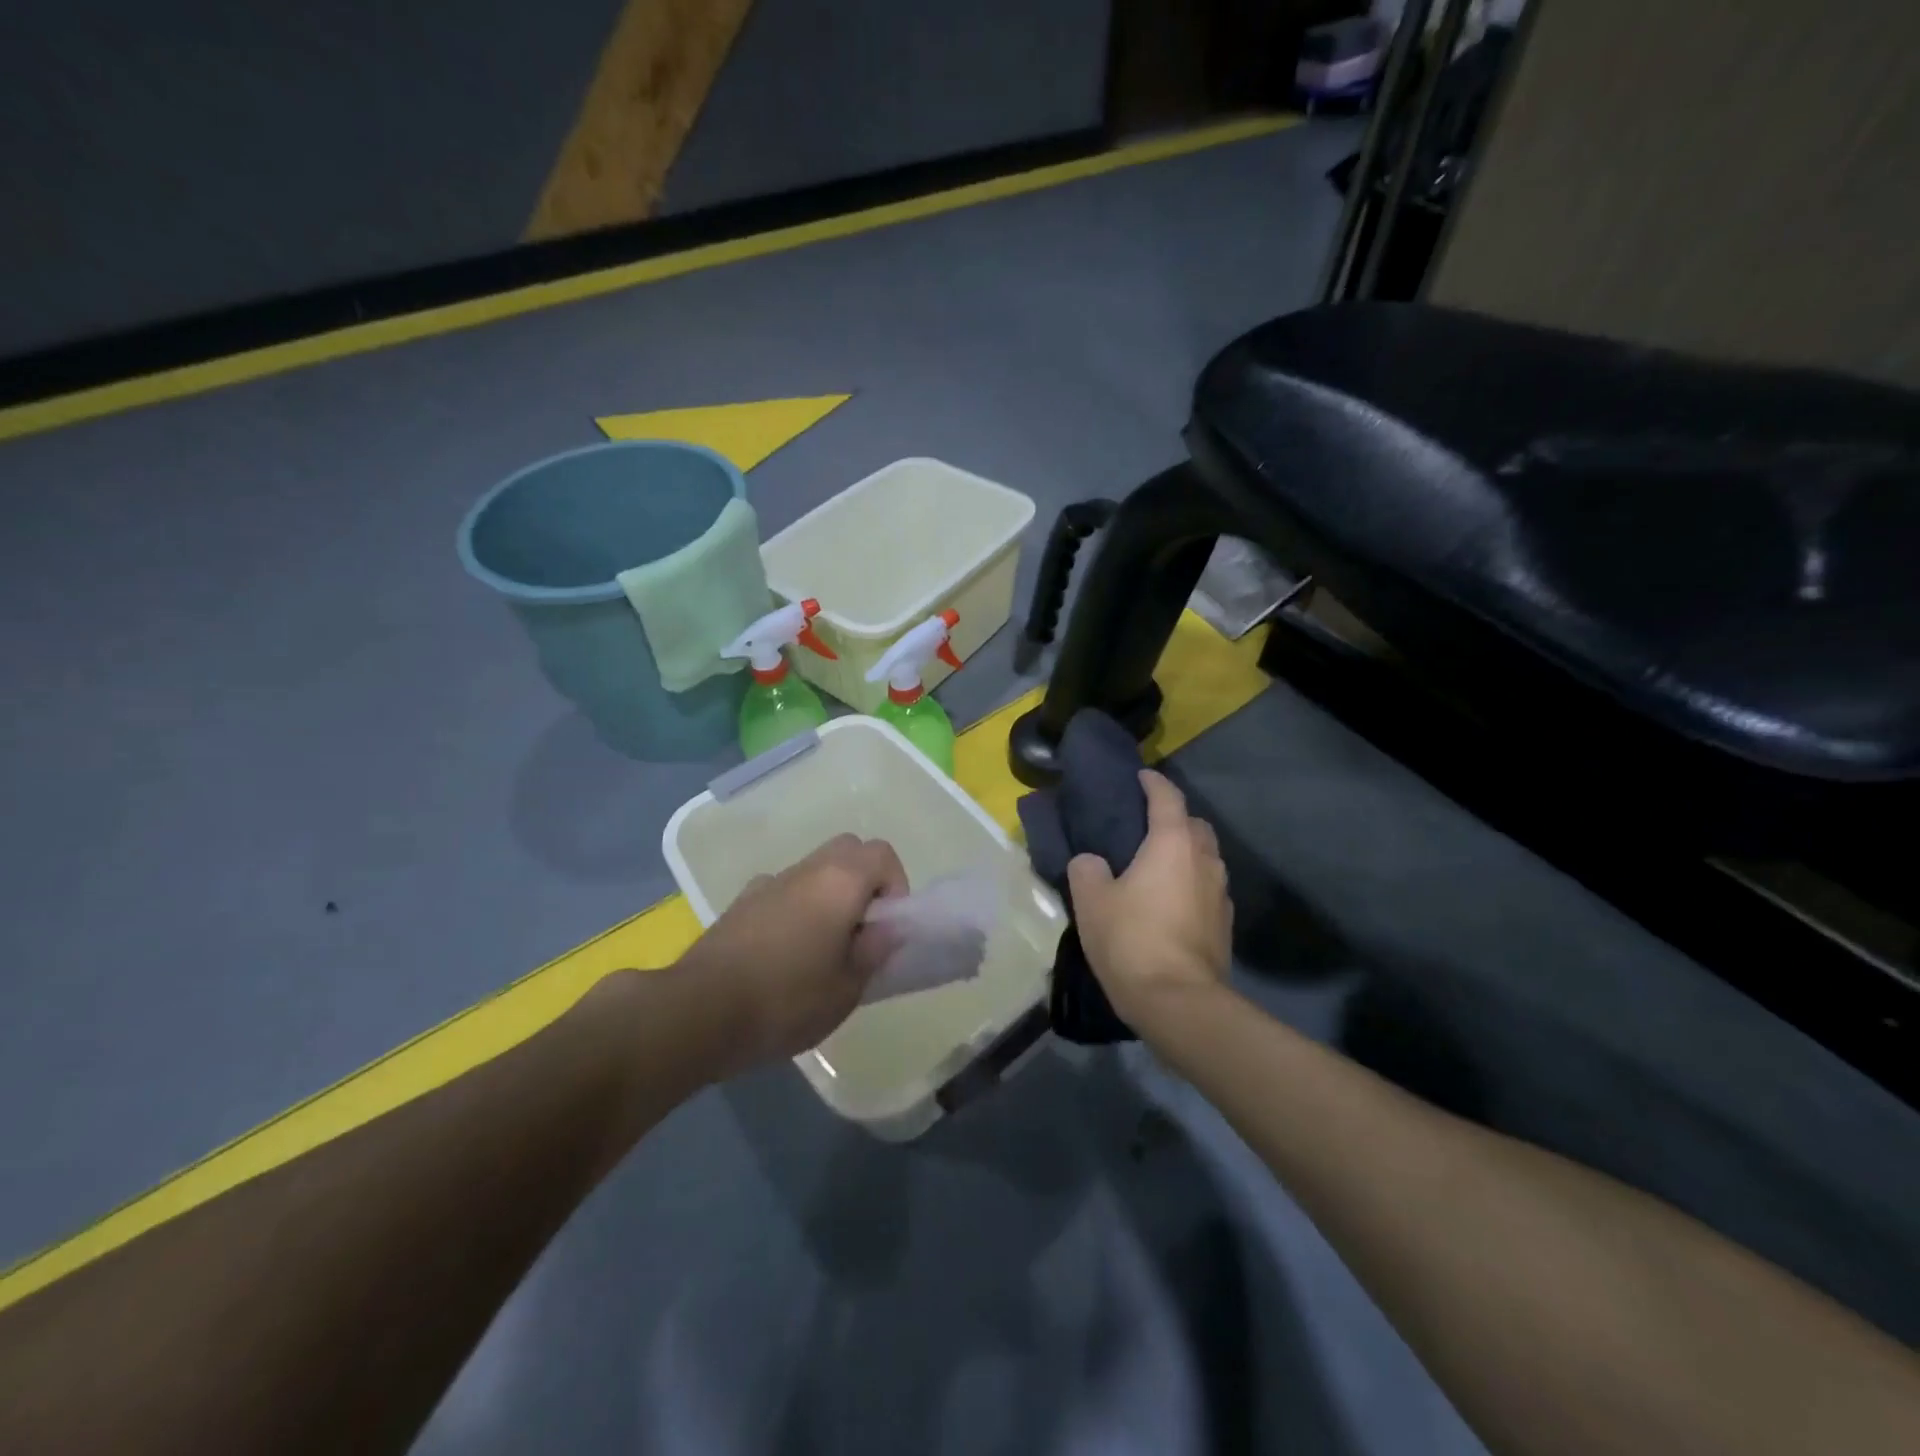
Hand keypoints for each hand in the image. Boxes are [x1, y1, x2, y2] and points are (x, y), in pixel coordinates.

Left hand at [672, 833, 907, 1074]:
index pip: (882, 853)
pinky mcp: (740, 903)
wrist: (699, 1012)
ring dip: (828, 896)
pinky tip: (782, 954)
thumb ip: (874, 951)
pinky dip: (793, 908)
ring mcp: (768, 883)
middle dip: (863, 882)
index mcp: (839, 882)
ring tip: (821, 950)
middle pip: (847, 851)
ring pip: (813, 870)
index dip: (895, 885)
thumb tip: (886, 928)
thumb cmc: (785, 1000)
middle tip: (860, 931)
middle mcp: (805, 870)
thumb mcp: (846, 989)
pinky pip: (781, 892)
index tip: (885, 927)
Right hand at [1067, 770, 1231, 1027]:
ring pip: (1206, 858)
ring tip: (1160, 864)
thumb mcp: (1091, 900)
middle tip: (1149, 825)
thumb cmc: (1131, 939)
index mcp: (1172, 844)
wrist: (1178, 1001)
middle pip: (1196, 826)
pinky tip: (1172, 901)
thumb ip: (1087, 869)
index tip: (1142, 776)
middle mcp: (1204, 861)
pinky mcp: (1225, 925)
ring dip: (1187, 853)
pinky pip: (1208, 889)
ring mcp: (1220, 894)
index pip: (1167, 799)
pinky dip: (1192, 883)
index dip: (1154, 783)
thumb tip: (1092, 862)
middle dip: (1176, 818)